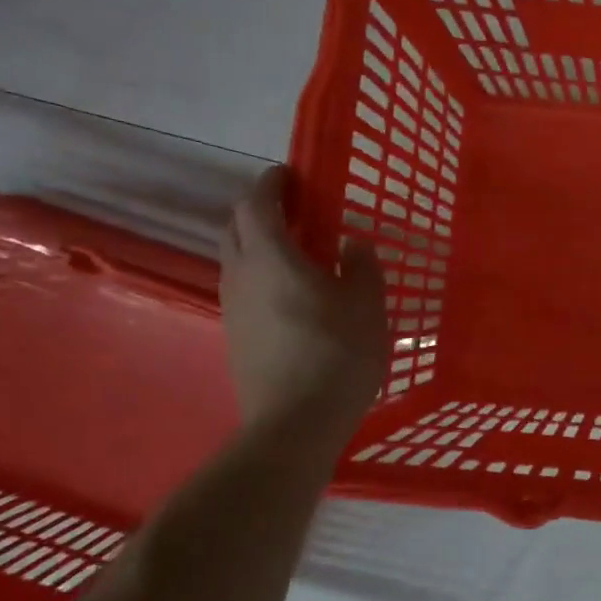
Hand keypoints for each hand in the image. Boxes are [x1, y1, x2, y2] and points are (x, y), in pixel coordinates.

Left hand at [220, 167, 387, 424]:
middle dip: (260, 210)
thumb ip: (362, 266)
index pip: (257, 203)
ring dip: (259, 243)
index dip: (272, 183)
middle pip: (235, 226)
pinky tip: (293, 294)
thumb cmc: (337, 355)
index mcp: (272, 258)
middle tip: (298, 211)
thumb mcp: (368, 306)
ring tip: (299, 251)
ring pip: (236, 258)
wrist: (294, 425)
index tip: (292, 175)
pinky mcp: (236, 335)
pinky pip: (243, 287)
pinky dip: (261, 273)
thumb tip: (351, 243)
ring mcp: (233, 307)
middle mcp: (241, 275)